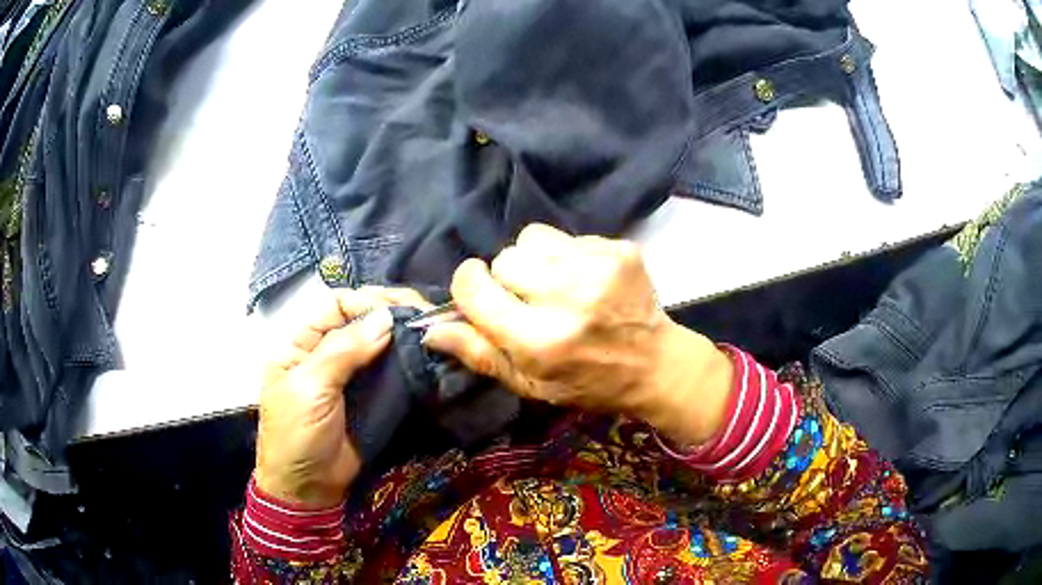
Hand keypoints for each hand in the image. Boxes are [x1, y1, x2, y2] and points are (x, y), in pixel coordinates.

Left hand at [255, 287, 430, 507]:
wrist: (308, 488)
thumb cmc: (297, 435)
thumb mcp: (310, 388)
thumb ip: (344, 351)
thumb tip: (386, 317)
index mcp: (300, 343)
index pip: (336, 305)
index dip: (367, 302)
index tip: (400, 309)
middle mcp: (326, 352)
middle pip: (360, 320)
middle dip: (391, 313)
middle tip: (425, 314)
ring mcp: (349, 376)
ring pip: (378, 344)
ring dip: (403, 336)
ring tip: (432, 330)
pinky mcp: (369, 397)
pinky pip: (388, 371)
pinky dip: (406, 361)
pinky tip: (425, 354)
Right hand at [423, 224, 733, 445]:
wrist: (655, 364)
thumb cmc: (587, 382)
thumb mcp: (529, 384)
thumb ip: (480, 354)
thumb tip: (430, 329)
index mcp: (540, 340)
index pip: (474, 289)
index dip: (468, 286)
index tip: (479, 293)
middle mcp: (567, 298)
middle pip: (504, 259)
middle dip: (508, 279)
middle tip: (531, 302)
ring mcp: (597, 268)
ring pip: (531, 238)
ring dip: (535, 261)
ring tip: (557, 287)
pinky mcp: (618, 249)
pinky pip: (566, 236)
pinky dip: (566, 255)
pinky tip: (584, 280)